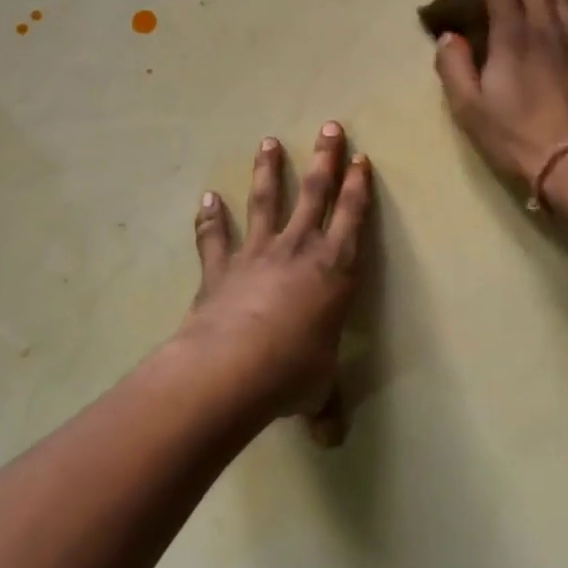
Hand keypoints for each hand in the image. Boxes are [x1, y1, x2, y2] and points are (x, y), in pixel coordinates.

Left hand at [180, 122, 371, 440]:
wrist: (234, 367)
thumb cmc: (292, 372)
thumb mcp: (316, 389)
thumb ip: (323, 406)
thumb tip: (329, 440)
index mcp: (335, 271)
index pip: (352, 219)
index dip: (358, 188)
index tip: (361, 159)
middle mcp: (299, 250)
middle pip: (315, 193)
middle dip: (325, 159)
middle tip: (330, 127)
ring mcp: (257, 253)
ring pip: (267, 201)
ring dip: (268, 171)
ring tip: (268, 142)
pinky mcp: (221, 267)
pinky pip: (215, 237)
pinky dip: (210, 218)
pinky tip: (207, 197)